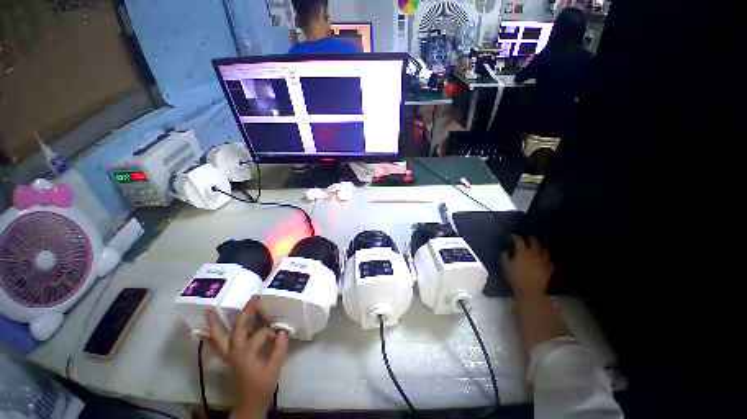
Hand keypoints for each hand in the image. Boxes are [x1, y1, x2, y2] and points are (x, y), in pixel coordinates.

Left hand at [204, 296, 288, 418]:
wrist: (250, 402)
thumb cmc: (262, 385)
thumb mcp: (275, 368)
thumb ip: (279, 348)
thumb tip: (283, 331)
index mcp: (247, 352)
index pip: (261, 334)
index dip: (272, 334)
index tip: (279, 339)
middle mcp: (235, 351)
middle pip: (238, 327)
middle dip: (246, 311)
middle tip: (253, 298)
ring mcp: (230, 355)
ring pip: (219, 337)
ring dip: (215, 324)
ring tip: (208, 312)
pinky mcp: (229, 358)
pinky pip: (216, 347)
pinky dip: (210, 339)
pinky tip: (203, 334)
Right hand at [500, 235, 553, 297]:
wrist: (530, 290)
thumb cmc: (516, 277)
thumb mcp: (506, 267)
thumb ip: (504, 257)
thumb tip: (506, 251)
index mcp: (522, 253)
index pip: (519, 241)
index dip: (516, 237)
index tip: (513, 236)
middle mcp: (534, 254)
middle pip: (534, 243)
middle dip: (530, 239)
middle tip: (527, 239)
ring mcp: (543, 261)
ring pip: (543, 250)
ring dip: (540, 247)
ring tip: (537, 247)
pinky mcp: (549, 268)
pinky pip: (549, 259)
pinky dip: (545, 256)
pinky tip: (543, 258)